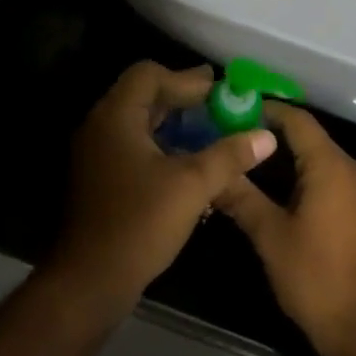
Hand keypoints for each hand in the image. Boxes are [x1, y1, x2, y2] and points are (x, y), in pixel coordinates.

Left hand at [46, 62, 277, 316]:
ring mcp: (97, 153)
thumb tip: (265, 135)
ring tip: (210, 131)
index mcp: (116, 116)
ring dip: (173, 123)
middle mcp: (101, 126)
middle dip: (182, 98)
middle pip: (143, 95)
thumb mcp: (192, 186)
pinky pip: (133, 145)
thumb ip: (228, 155)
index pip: (149, 75)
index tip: (219, 91)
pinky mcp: (100, 177)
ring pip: (138, 122)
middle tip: (219, 104)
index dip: (186, 80)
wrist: (90, 280)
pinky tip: (188, 162)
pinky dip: (161, 144)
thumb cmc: (139, 224)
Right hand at [214, 103, 355, 355]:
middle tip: (228, 136)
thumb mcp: (270, 235)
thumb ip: (240, 196)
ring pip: (316, 157)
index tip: (229, 110)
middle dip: (268, 135)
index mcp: (333, 166)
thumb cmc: (316, 278)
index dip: (264, 110)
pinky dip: (299, 175)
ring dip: (282, 158)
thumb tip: (212, 171)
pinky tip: (269, 188)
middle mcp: (352, 168)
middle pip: (307, 136)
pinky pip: (326, 177)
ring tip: (241, 160)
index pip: (296, 120)